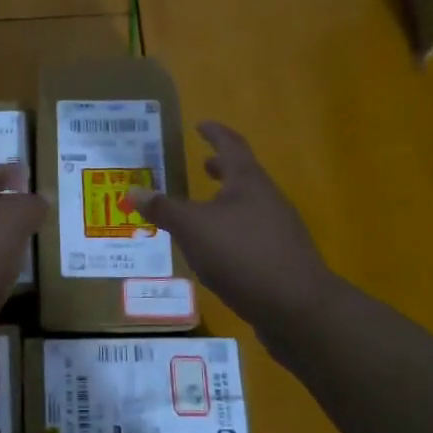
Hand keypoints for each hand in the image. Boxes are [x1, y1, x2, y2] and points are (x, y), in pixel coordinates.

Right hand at [126, 121, 332, 332]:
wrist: (298, 308)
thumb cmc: (242, 255)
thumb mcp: (193, 229)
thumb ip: (164, 209)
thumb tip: (134, 190)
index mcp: (248, 182)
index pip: (231, 145)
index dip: (215, 133)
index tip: (201, 125)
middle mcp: (268, 200)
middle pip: (244, 176)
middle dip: (222, 169)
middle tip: (203, 165)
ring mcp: (279, 231)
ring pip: (248, 207)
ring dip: (226, 203)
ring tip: (203, 211)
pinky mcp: (281, 260)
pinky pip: (251, 235)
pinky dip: (232, 232)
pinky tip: (217, 252)